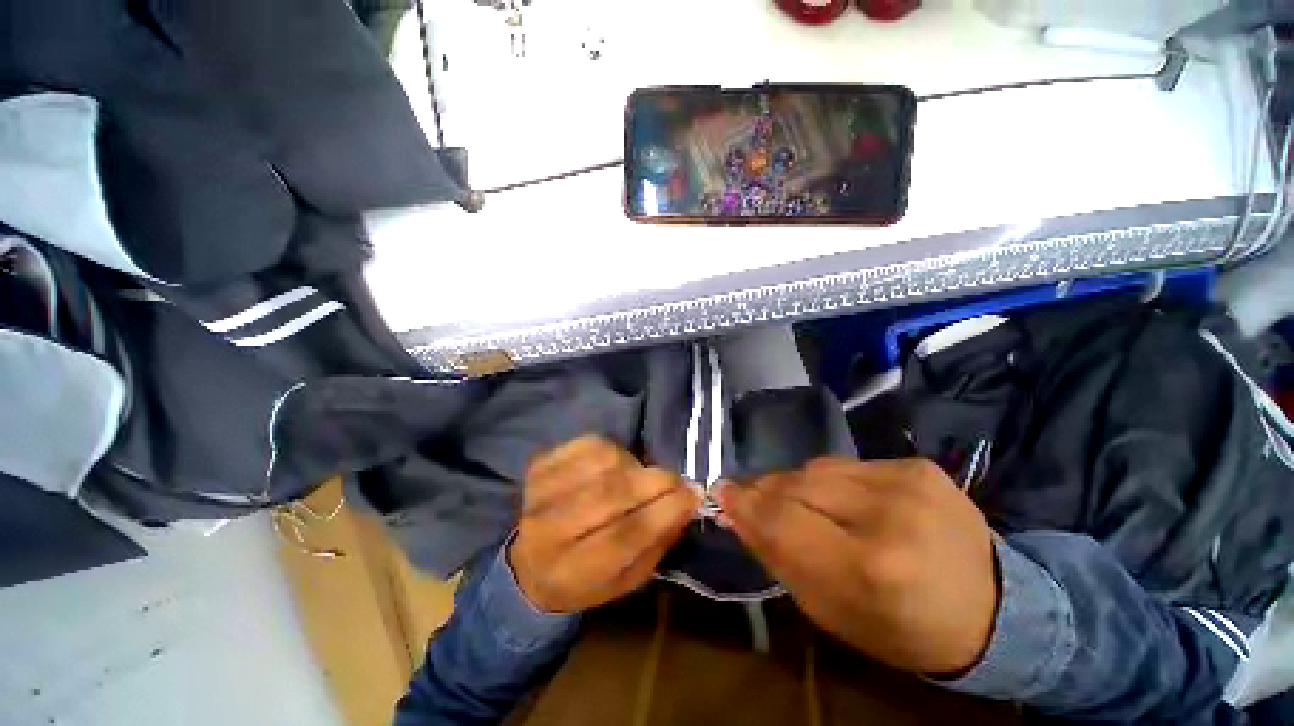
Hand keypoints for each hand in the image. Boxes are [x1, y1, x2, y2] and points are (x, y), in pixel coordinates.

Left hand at [508, 435, 701, 612]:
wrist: (530, 565)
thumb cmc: (586, 578)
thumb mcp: (627, 578)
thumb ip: (658, 541)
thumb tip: (687, 500)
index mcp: (571, 572)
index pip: (625, 535)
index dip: (664, 511)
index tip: (693, 495)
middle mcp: (549, 530)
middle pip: (612, 493)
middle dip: (655, 482)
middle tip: (676, 481)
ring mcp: (540, 492)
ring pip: (603, 461)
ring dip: (633, 466)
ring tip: (637, 477)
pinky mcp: (539, 464)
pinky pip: (589, 443)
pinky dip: (612, 449)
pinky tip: (614, 465)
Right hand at [717, 458, 996, 674]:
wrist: (994, 608)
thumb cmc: (901, 627)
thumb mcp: (829, 611)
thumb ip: (776, 554)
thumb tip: (734, 508)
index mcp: (871, 569)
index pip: (783, 519)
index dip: (746, 503)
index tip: (721, 492)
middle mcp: (891, 514)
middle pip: (796, 484)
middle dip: (767, 491)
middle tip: (755, 499)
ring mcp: (909, 480)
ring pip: (816, 468)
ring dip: (799, 485)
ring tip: (806, 506)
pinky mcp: (918, 464)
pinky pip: (846, 464)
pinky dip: (831, 481)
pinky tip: (846, 501)